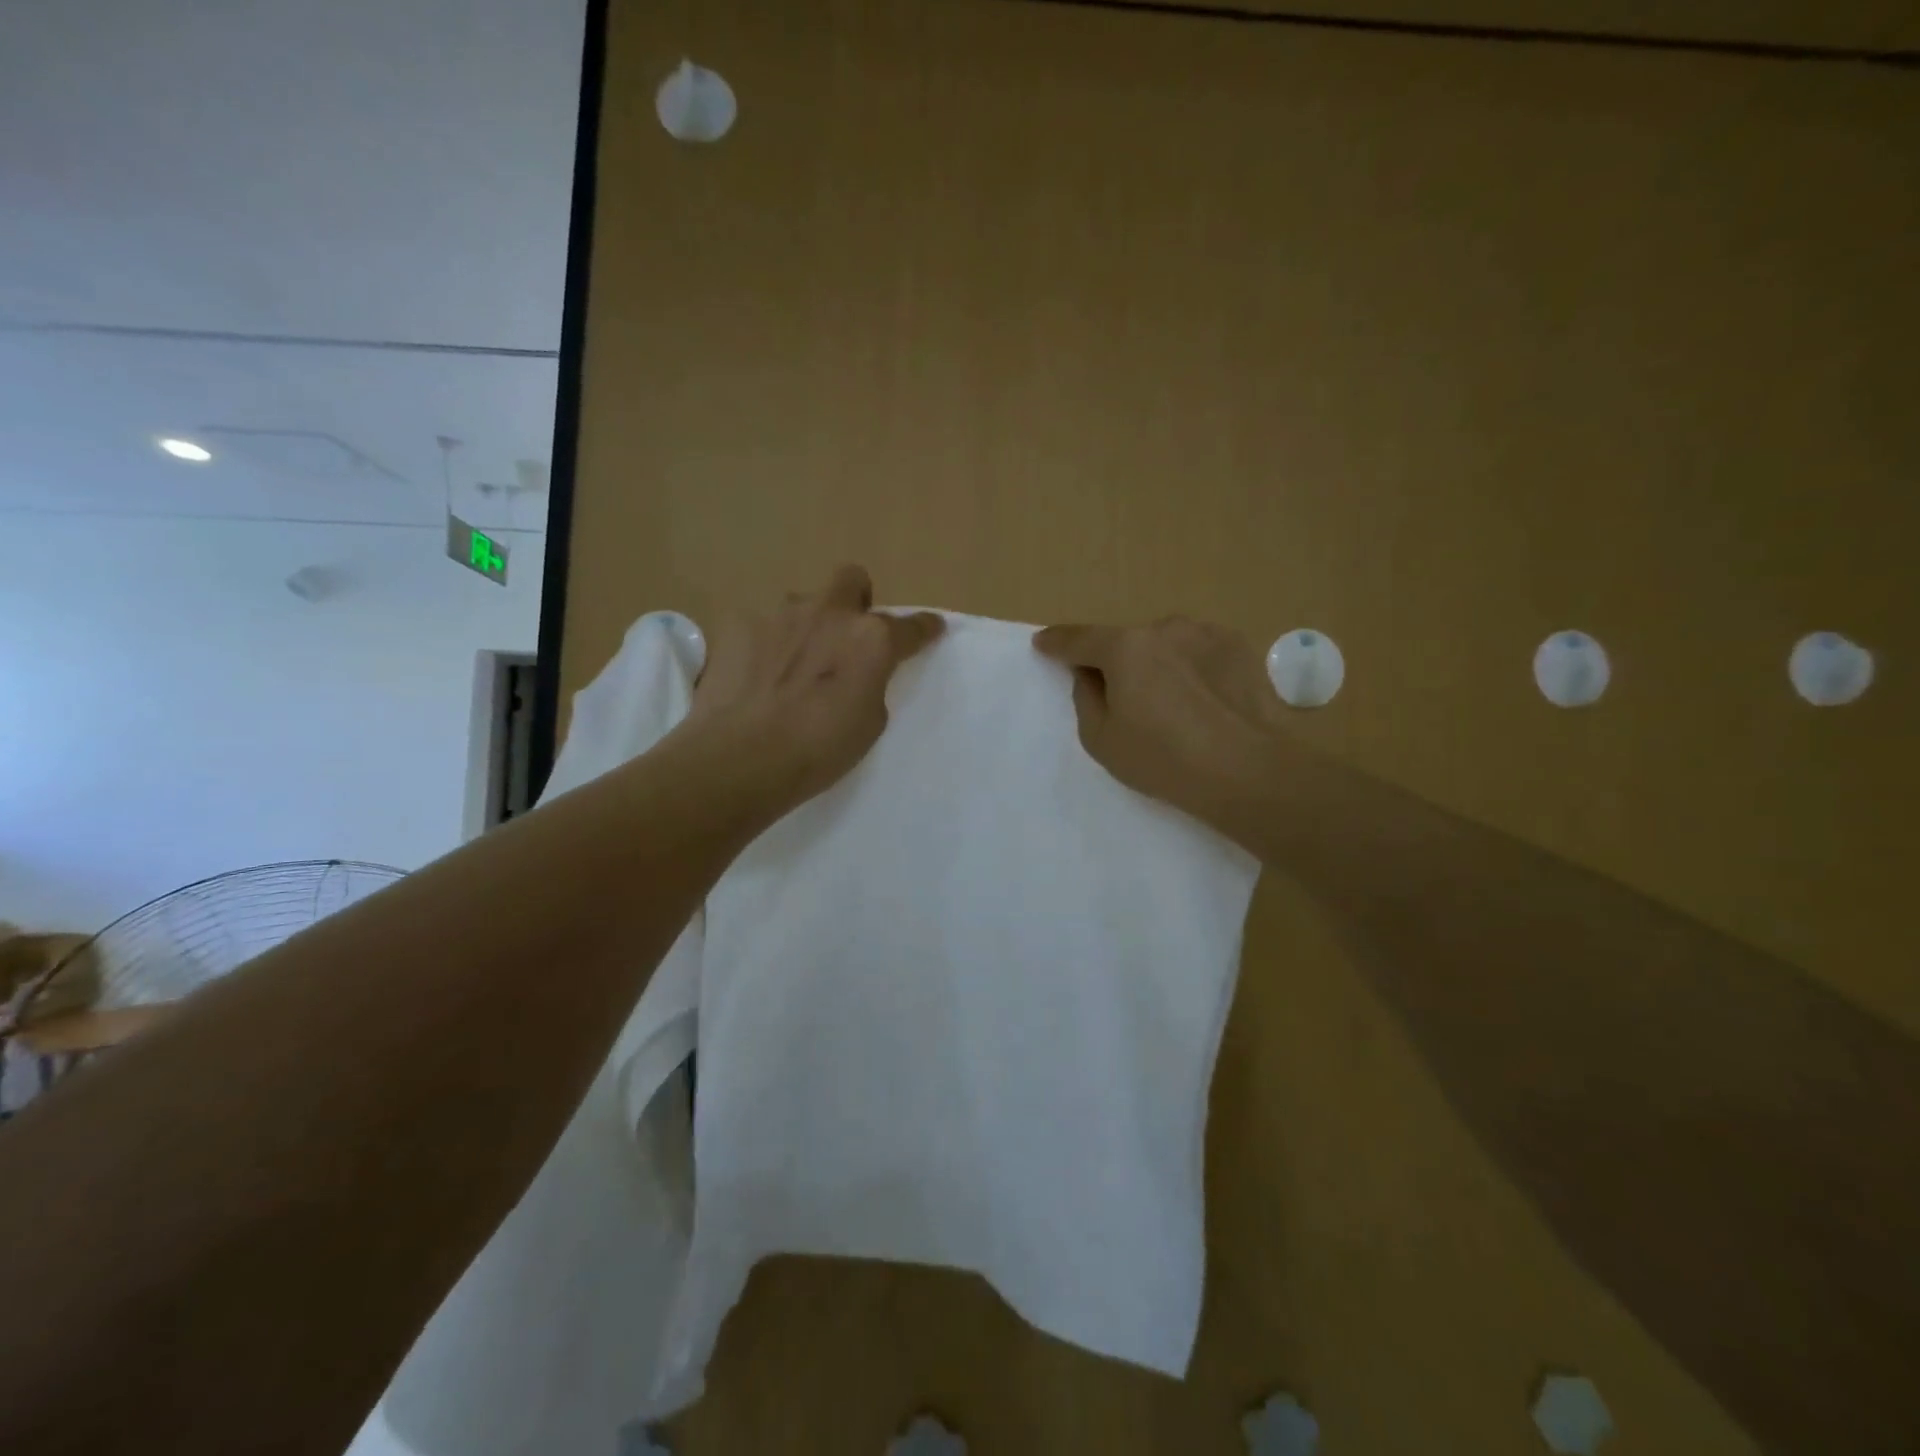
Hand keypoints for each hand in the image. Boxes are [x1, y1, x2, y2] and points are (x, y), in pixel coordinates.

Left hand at [683, 565, 943, 815]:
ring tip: (791, 663)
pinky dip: (764, 643)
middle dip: (856, 599)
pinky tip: (754, 673)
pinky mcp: (738, 622)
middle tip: (846, 634)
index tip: (930, 629)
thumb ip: (870, 683)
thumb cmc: (818, 750)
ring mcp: (780, 612)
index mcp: (871, 639)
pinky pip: (761, 624)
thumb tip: (857, 673)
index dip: (924, 628)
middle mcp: (829, 612)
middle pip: (852, 579)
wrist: (741, 756)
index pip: (911, 626)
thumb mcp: (869, 723)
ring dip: (805, 625)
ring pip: (802, 603)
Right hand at [1034, 616, 1285, 835]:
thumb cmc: (1165, 761)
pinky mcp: (1239, 646)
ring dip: (1158, 664)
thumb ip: (1086, 698)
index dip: (1056, 642)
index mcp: (1125, 648)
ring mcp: (1206, 633)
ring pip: (1166, 645)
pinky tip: (1204, 702)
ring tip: (1172, 705)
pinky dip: (1192, 669)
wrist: (1250, 772)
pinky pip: (1199, 653)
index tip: (1043, 644)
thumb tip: (1091, 675)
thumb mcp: (1102, 740)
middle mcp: (1165, 628)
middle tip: (1123, 700)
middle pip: (1126, 642)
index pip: (1079, 639)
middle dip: (1117, 662)